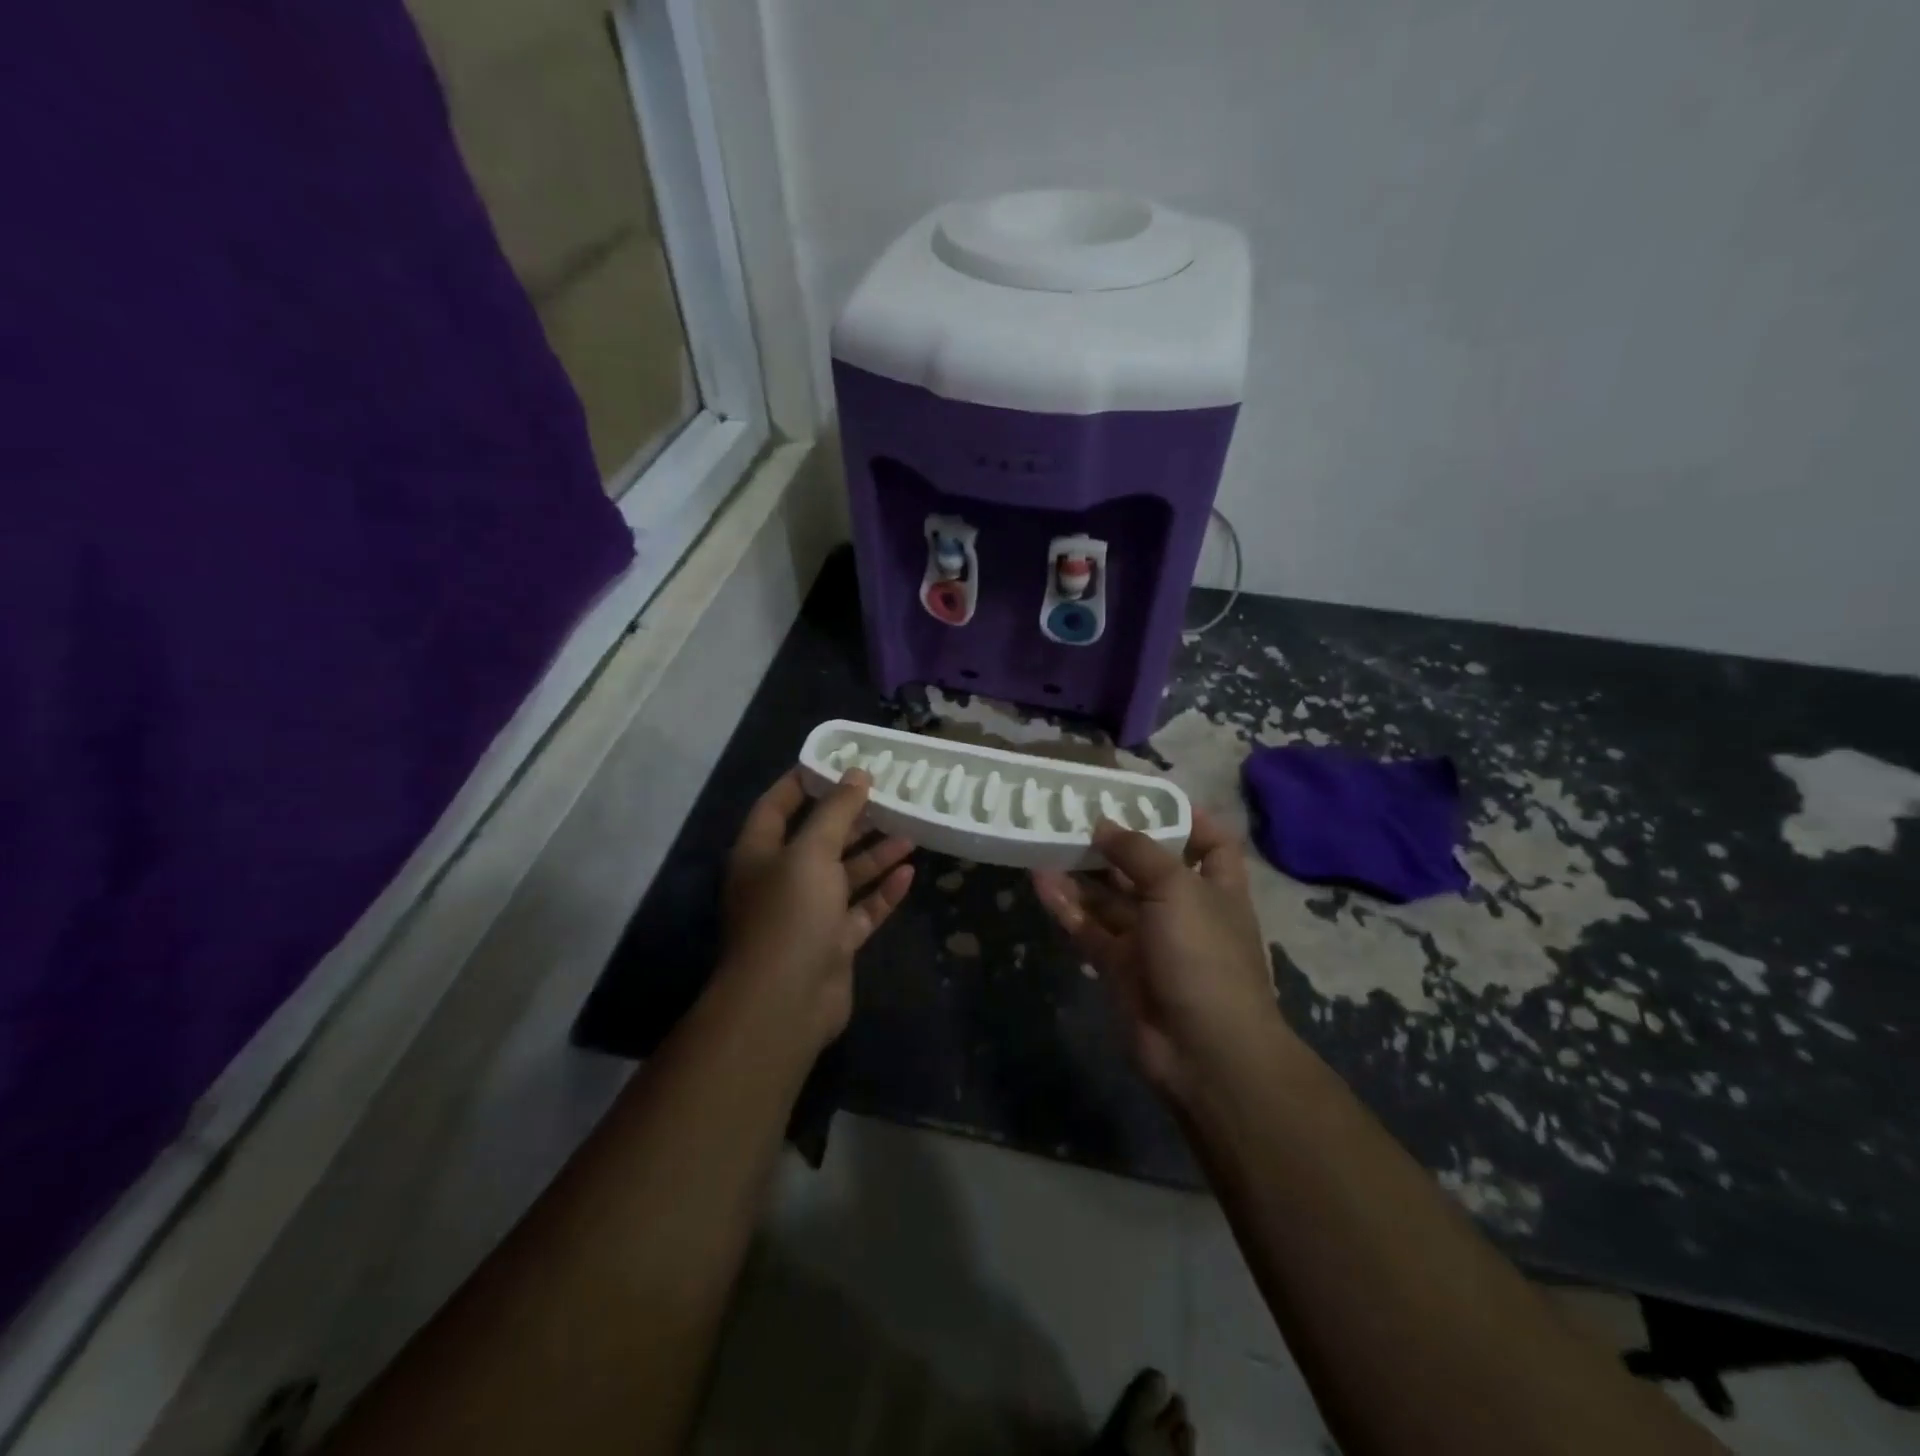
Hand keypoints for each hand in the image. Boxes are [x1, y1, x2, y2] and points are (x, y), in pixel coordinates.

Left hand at [721, 769, 914, 1050]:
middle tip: (888, 793)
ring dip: (875, 853)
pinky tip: (910, 873)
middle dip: (852, 817)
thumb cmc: (789, 914)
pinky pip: (861, 910)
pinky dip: (883, 893)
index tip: (837, 760)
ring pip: (845, 875)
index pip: (777, 805)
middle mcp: (781, 880)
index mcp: (760, 854)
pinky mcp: (833, 943)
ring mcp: (808, 914)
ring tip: (910, 828)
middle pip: (818, 839)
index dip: (803, 781)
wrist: (785, 1003)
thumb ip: (836, 811)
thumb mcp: (811, 852)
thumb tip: (857, 773)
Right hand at [1031, 809, 1282, 1102]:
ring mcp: (1150, 940)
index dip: (1187, 817)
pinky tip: (1040, 880)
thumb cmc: (1204, 955)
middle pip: (1147, 866)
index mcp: (1216, 887)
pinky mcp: (1119, 966)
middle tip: (1075, 812)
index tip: (1147, 797)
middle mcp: (1184, 909)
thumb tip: (1104, 824)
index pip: (1211, 842)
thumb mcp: (1177, 888)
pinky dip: (1066, 906)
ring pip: (1111, 897)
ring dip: (1082, 872)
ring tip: (1046, 839)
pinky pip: (1089, 928)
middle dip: (1116, 841)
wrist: (1204, 1051)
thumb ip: (1138, 851)